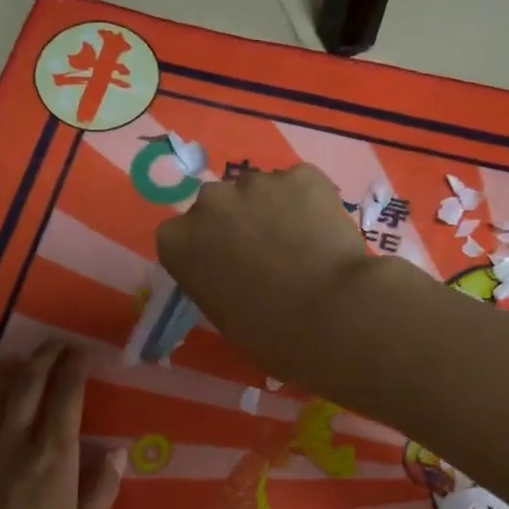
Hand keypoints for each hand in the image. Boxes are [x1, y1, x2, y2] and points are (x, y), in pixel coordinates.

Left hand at [0, 342, 123, 508]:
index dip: (74, 368)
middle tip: (53, 344)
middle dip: (41, 358)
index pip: (65, 397)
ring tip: (15, 367)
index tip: (82, 351)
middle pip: (25, 386)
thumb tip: (118, 452)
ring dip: (4, 377)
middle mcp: (13, 445)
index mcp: (52, 458)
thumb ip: (102, 489)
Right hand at [156, 165, 378, 381]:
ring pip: (260, 191)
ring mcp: (256, 183)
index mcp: (178, 241)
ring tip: (301, 243)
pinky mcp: (301, 175)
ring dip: (272, 210)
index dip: (206, 250)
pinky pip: (300, 185)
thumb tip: (235, 271)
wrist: (330, 315)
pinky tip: (324, 232)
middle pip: (218, 205)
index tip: (226, 269)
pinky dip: (309, 202)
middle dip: (236, 223)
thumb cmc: (270, 333)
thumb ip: (215, 280)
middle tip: (266, 254)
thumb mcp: (222, 314)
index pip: (181, 236)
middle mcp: (209, 202)